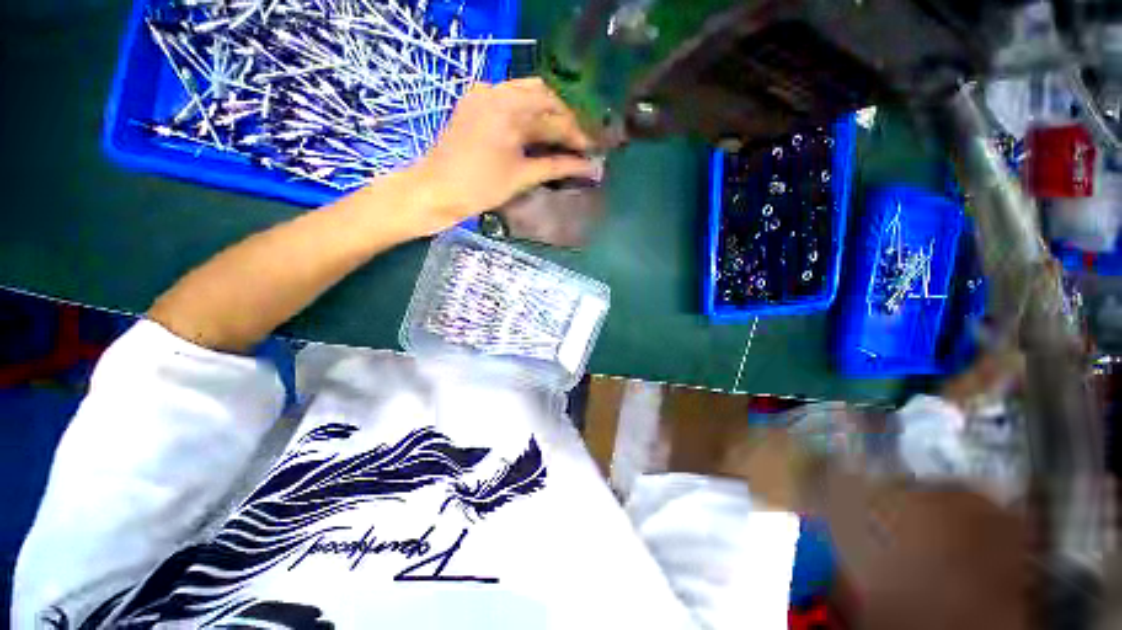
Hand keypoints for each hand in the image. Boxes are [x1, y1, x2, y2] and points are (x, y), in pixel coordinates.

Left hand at [408, 77, 598, 233]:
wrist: (436, 189)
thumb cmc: (480, 188)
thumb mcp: (522, 177)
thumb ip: (558, 166)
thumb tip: (590, 167)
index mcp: (509, 110)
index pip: (554, 118)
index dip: (577, 134)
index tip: (592, 149)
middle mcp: (497, 91)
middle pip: (544, 95)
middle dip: (564, 118)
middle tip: (577, 142)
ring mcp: (483, 92)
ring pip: (527, 92)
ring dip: (547, 112)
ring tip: (560, 137)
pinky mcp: (475, 100)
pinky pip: (510, 96)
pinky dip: (528, 110)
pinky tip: (536, 130)